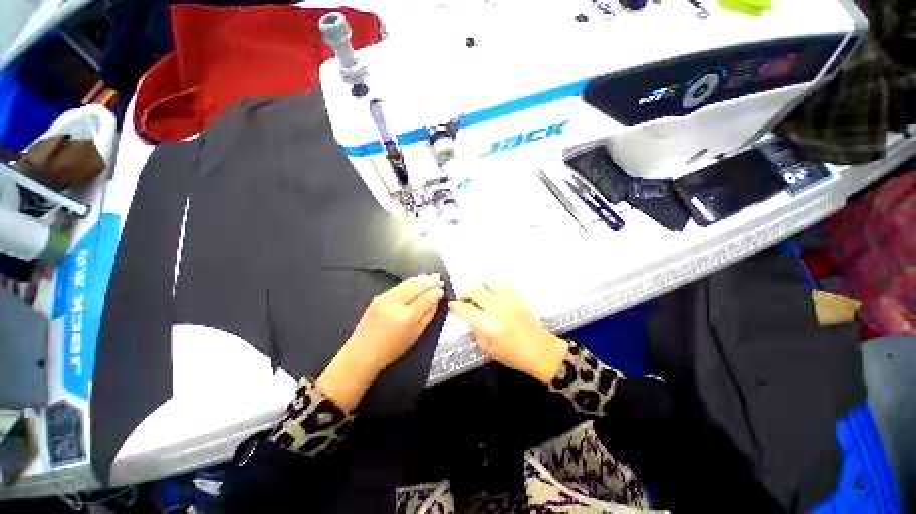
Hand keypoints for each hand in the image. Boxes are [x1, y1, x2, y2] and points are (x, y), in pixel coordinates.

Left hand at [317, 274, 444, 410]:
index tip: (442, 290)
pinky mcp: (379, 295)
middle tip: (439, 280)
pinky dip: (411, 283)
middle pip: (417, 286)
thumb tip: (436, 299)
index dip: (436, 292)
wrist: (363, 352)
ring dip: (421, 280)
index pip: (426, 297)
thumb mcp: (416, 335)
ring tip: (431, 279)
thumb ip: (428, 315)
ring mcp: (385, 297)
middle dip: (430, 282)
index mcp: (407, 316)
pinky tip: (417, 283)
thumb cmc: (393, 349)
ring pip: (408, 282)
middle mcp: (396, 302)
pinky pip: (400, 286)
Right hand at [448, 283, 567, 383]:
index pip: (464, 309)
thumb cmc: (513, 354)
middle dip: (465, 294)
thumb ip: (475, 331)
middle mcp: (496, 308)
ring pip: (487, 284)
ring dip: (479, 289)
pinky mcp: (517, 297)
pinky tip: (492, 295)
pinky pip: (501, 285)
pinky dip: (492, 287)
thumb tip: (469, 318)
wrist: (539, 350)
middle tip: (465, 300)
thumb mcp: (487, 348)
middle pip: (474, 291)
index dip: (455, 306)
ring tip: (478, 297)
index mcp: (487, 325)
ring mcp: (508, 300)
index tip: (452, 305)